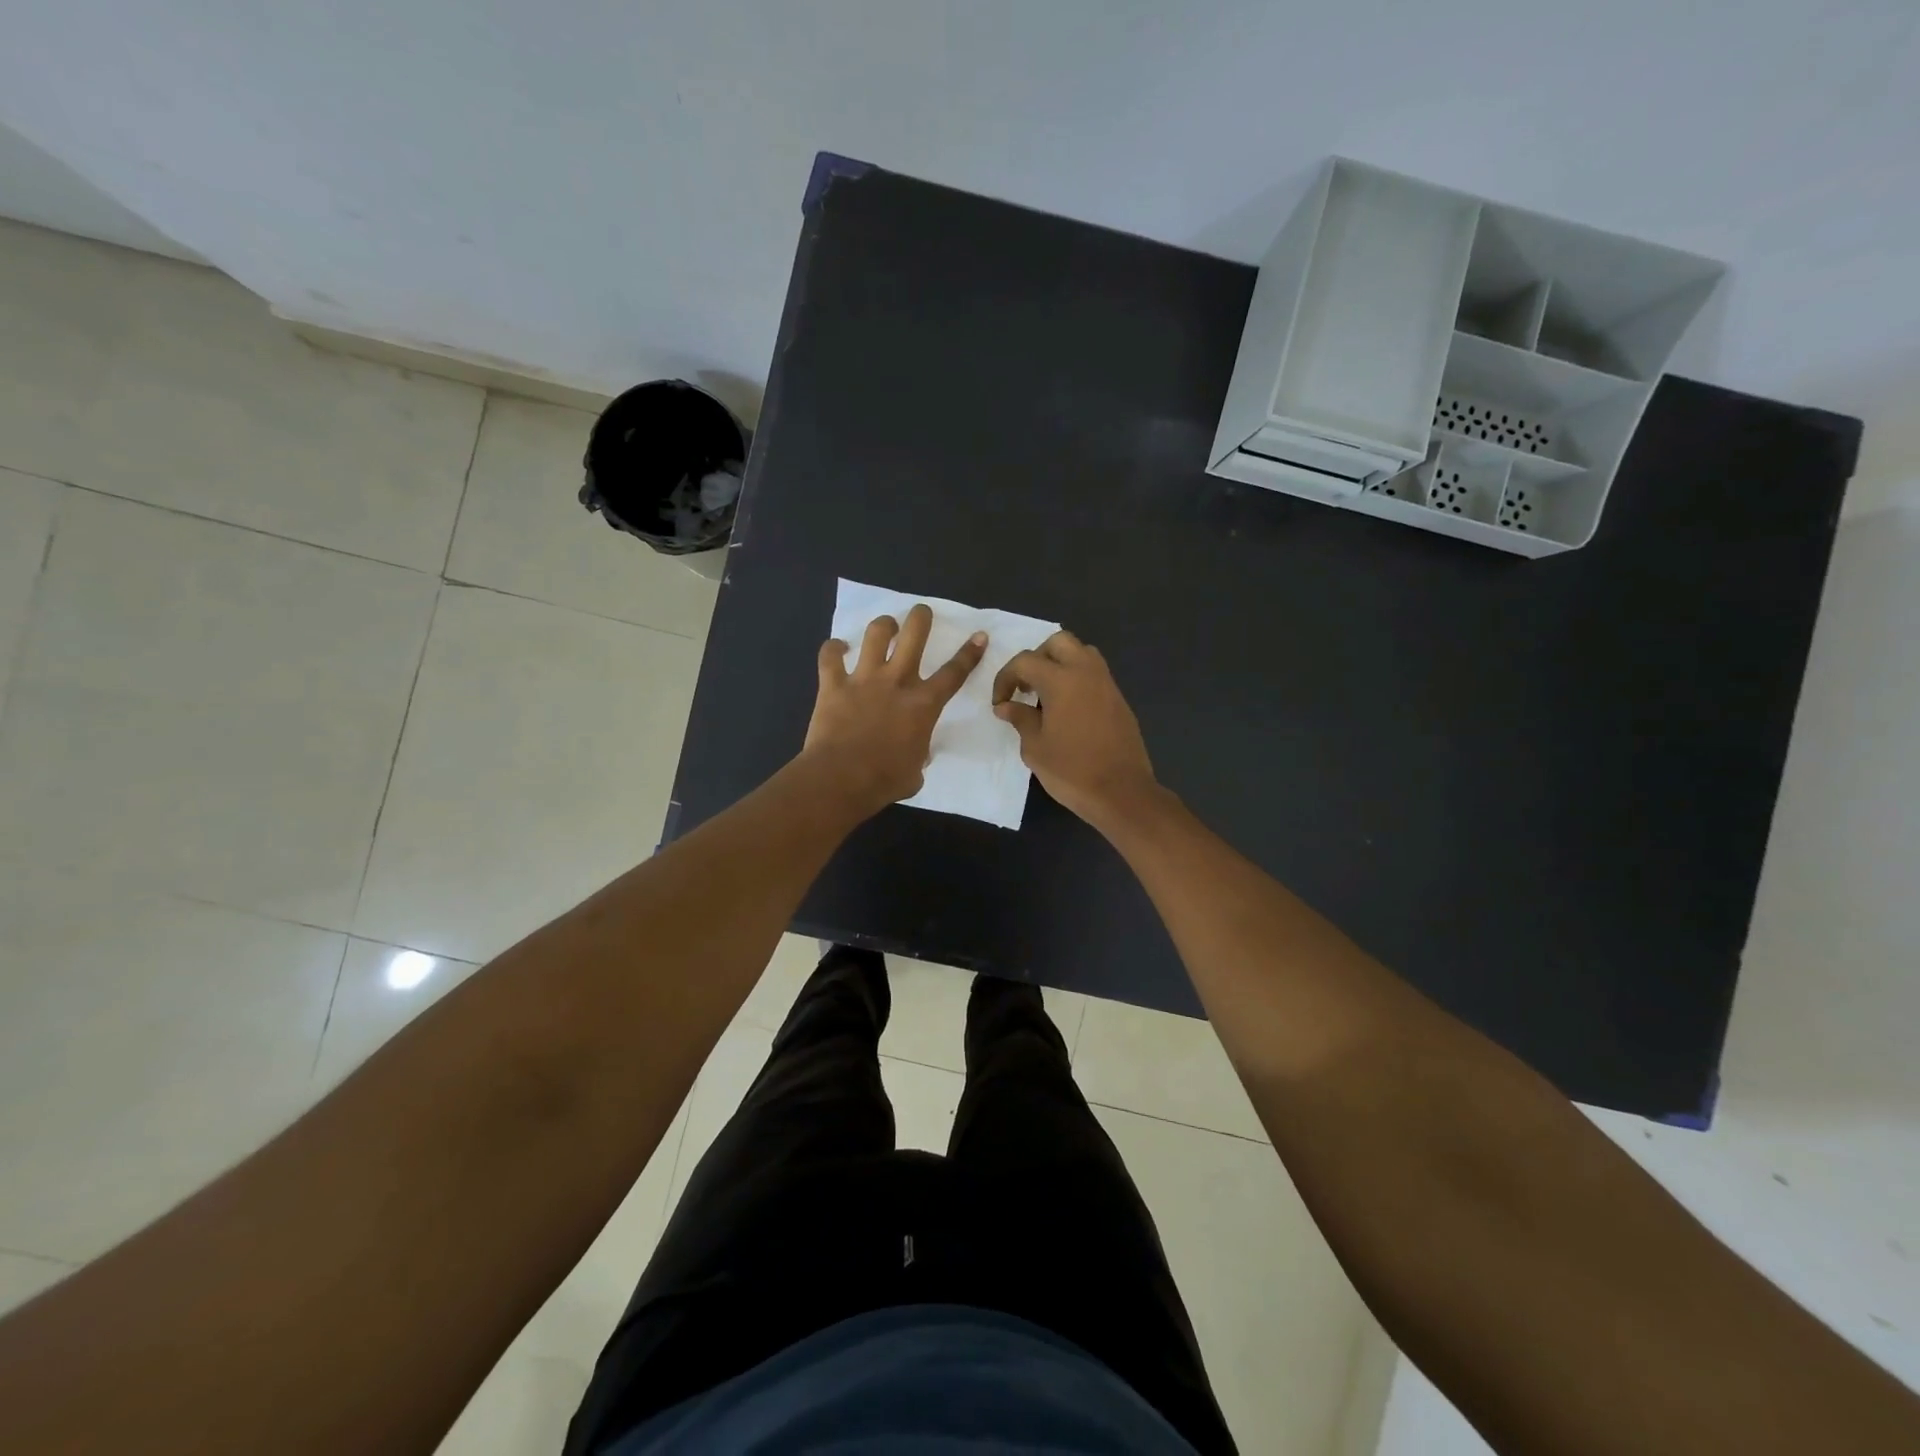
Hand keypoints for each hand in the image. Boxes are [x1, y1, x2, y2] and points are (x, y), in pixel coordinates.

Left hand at [802, 604, 986, 817]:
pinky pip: (830, 656)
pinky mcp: (833, 684)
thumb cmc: (885, 780)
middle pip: (914, 634)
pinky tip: (836, 648)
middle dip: (921, 617)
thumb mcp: (916, 771)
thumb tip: (915, 755)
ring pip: (876, 634)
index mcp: (924, 704)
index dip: (969, 653)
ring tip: (885, 626)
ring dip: (883, 625)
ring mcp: (864, 679)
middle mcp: (897, 681)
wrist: (841, 779)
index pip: (954, 673)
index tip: (979, 635)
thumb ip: (919, 755)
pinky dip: (832, 649)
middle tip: (921, 612)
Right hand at [992, 631, 1158, 829]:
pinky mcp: (1119, 699)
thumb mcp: (1035, 747)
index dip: (1006, 678)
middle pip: (1059, 642)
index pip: (1025, 661)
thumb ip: (1020, 718)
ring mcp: (1107, 684)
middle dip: (1037, 658)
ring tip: (1046, 694)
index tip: (1000, 702)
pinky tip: (1067, 709)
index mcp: (1061, 680)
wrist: (1121, 792)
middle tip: (1026, 686)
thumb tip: (1005, 706)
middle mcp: (1086, 672)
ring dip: (1060, 664)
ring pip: (1081, 653)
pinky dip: (1077, 679)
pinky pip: (1094, 674)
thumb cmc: (1072, 770)